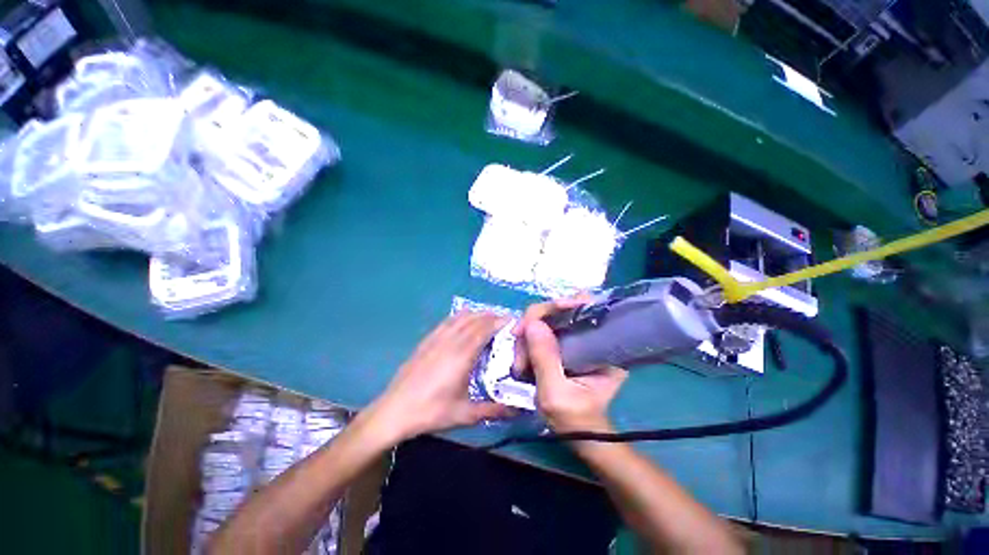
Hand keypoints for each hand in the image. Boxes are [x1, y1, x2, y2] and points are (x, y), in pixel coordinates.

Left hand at [367, 311, 516, 440]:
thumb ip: (494, 410)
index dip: (500, 322)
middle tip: (505, 323)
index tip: (513, 323)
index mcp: (463, 354)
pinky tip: (464, 323)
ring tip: (488, 321)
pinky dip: (461, 317)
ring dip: (477, 315)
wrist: (395, 410)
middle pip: (475, 319)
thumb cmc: (432, 412)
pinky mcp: (427, 340)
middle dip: (492, 316)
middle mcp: (451, 340)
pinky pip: (448, 321)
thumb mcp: (466, 414)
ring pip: (461, 317)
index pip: (485, 328)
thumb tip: (519, 409)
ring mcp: (437, 337)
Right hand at [513, 297, 627, 433]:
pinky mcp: (566, 345)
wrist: (581, 436)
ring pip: (546, 322)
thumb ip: (545, 358)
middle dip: (531, 330)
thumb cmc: (575, 420)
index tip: (526, 325)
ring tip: (520, 366)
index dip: (550, 309)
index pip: (577, 309)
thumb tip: (532, 322)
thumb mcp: (556, 393)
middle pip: (556, 312)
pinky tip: (523, 362)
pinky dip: (528, 344)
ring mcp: (577, 338)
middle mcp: (592, 335)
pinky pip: (542, 333)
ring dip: (527, 340)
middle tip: (518, 356)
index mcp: (602, 345)